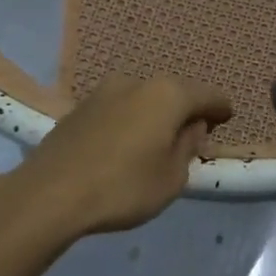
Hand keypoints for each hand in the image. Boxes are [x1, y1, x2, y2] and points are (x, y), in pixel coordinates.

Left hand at [9, 72, 233, 237]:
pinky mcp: (79, 107)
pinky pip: (119, 109)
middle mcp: (137, 82)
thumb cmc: (123, 187)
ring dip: (155, 115)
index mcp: (168, 94)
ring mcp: (104, 91)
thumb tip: (191, 127)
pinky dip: (131, 121)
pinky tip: (127, 144)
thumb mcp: (171, 177)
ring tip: (158, 142)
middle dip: (187, 111)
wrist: (49, 194)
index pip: (208, 95)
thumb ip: (188, 147)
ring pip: (144, 99)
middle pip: (174, 93)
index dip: (221, 109)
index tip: (227, 120)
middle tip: (194, 135)